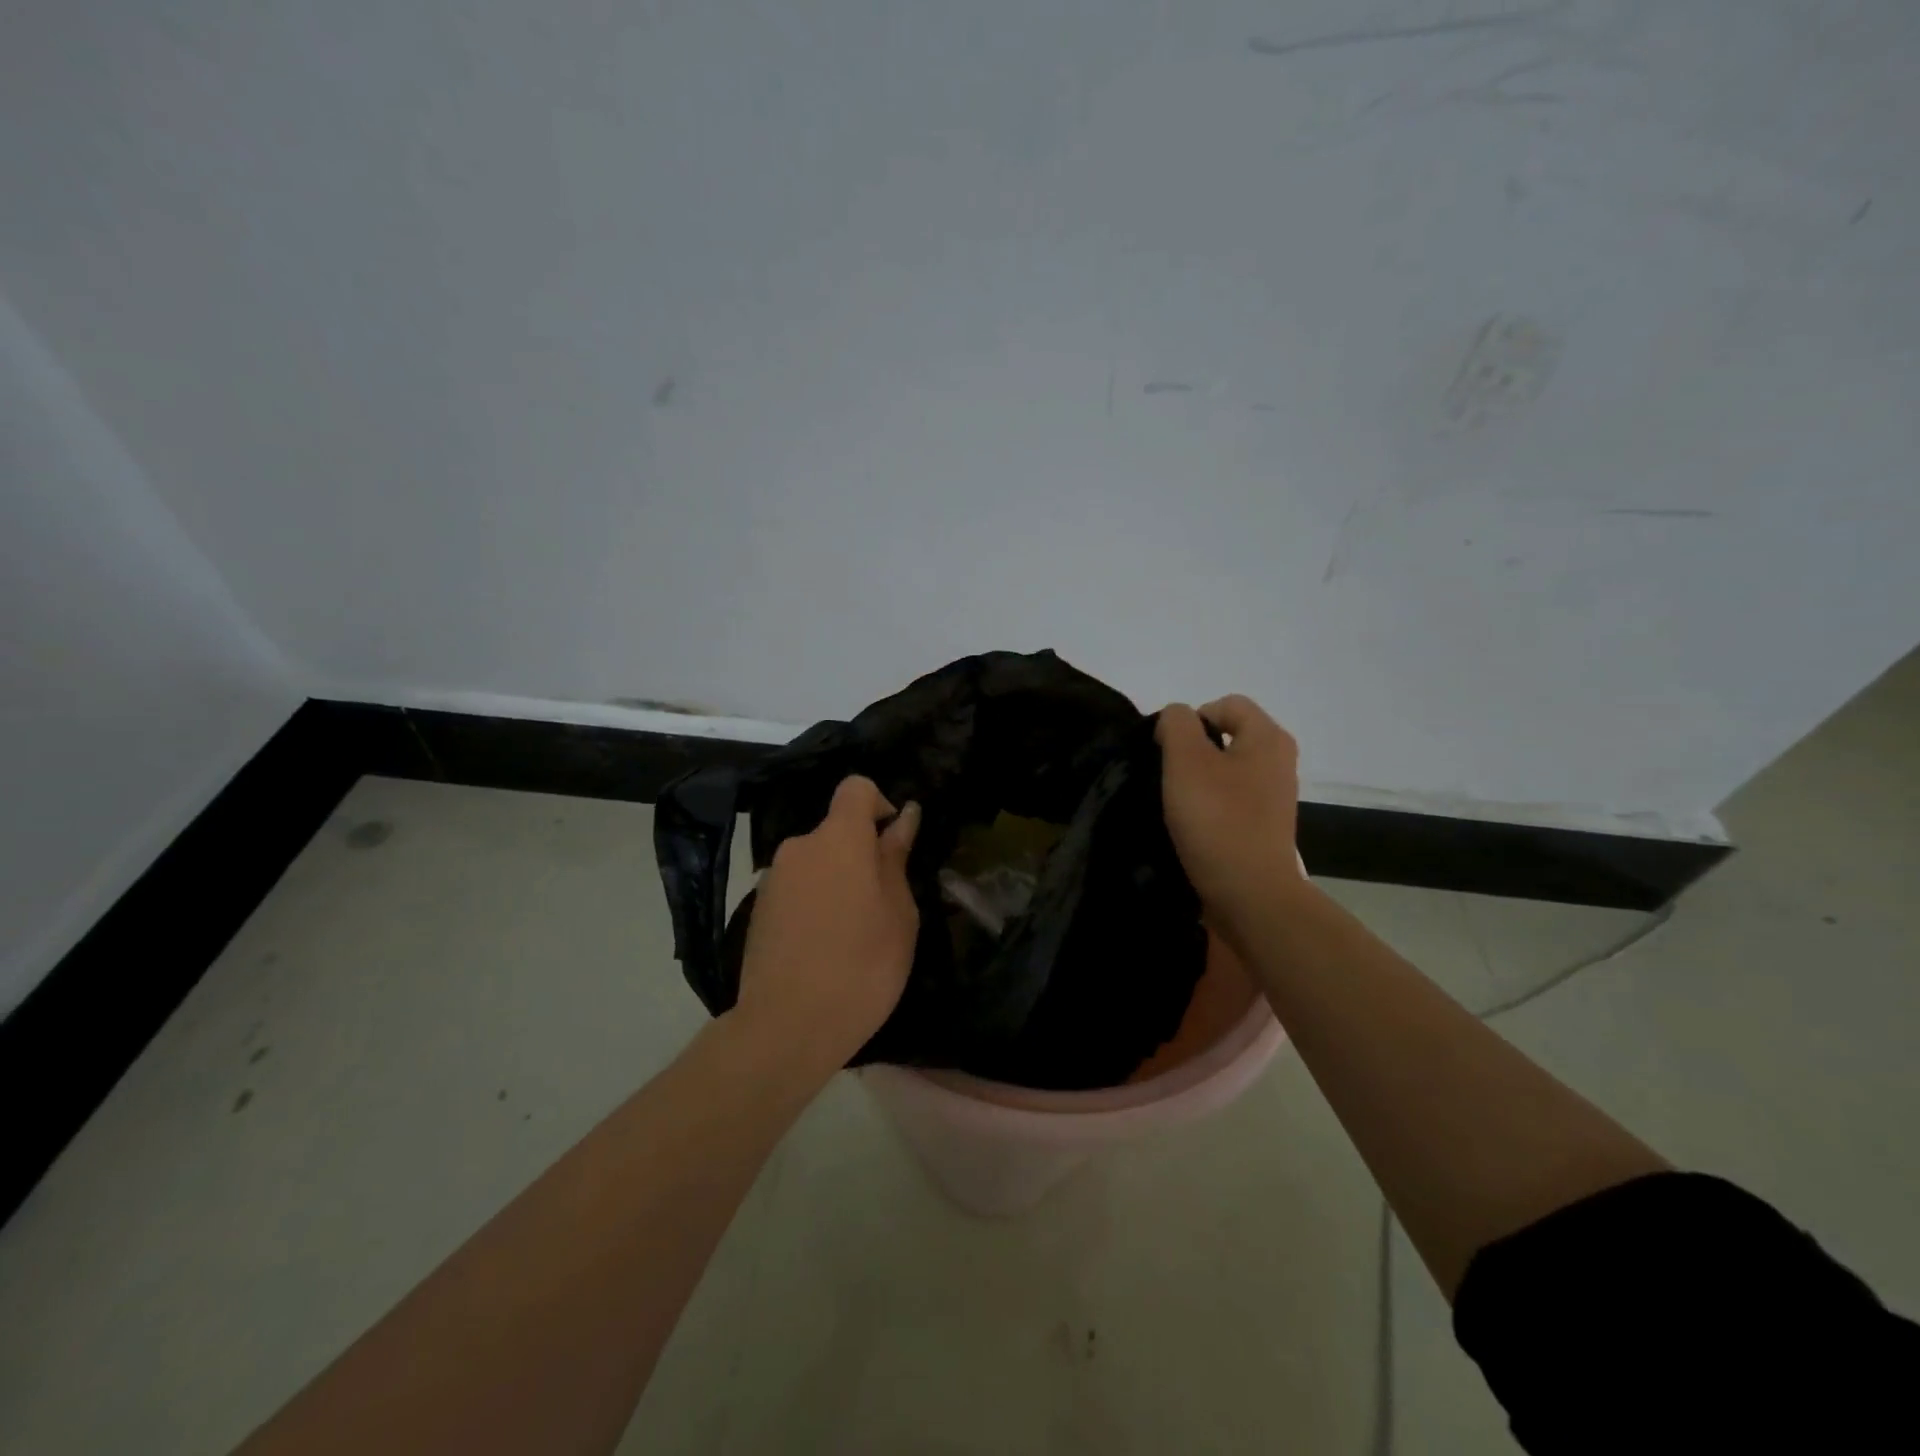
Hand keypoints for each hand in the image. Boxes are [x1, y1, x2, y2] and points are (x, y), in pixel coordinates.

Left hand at [733, 775, 921, 1074]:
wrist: (786, 1027)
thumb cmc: (862, 966)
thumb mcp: (898, 913)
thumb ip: (896, 859)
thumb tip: (902, 817)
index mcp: (839, 838)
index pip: (857, 788)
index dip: (880, 804)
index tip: (893, 842)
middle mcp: (799, 846)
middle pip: (836, 831)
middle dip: (861, 855)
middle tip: (882, 905)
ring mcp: (773, 879)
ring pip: (816, 863)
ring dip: (837, 881)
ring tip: (852, 935)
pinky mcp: (758, 910)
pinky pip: (796, 889)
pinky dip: (814, 904)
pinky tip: (823, 949)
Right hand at [1155, 695, 1305, 931]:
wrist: (1250, 894)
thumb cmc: (1217, 820)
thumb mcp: (1186, 760)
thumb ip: (1176, 724)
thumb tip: (1176, 719)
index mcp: (1268, 737)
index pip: (1225, 704)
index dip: (1190, 720)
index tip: (1168, 753)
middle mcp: (1279, 760)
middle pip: (1226, 736)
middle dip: (1192, 751)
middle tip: (1169, 777)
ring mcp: (1274, 795)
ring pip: (1226, 770)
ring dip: (1198, 781)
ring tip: (1176, 804)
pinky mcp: (1264, 825)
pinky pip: (1231, 800)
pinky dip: (1210, 806)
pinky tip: (1193, 826)